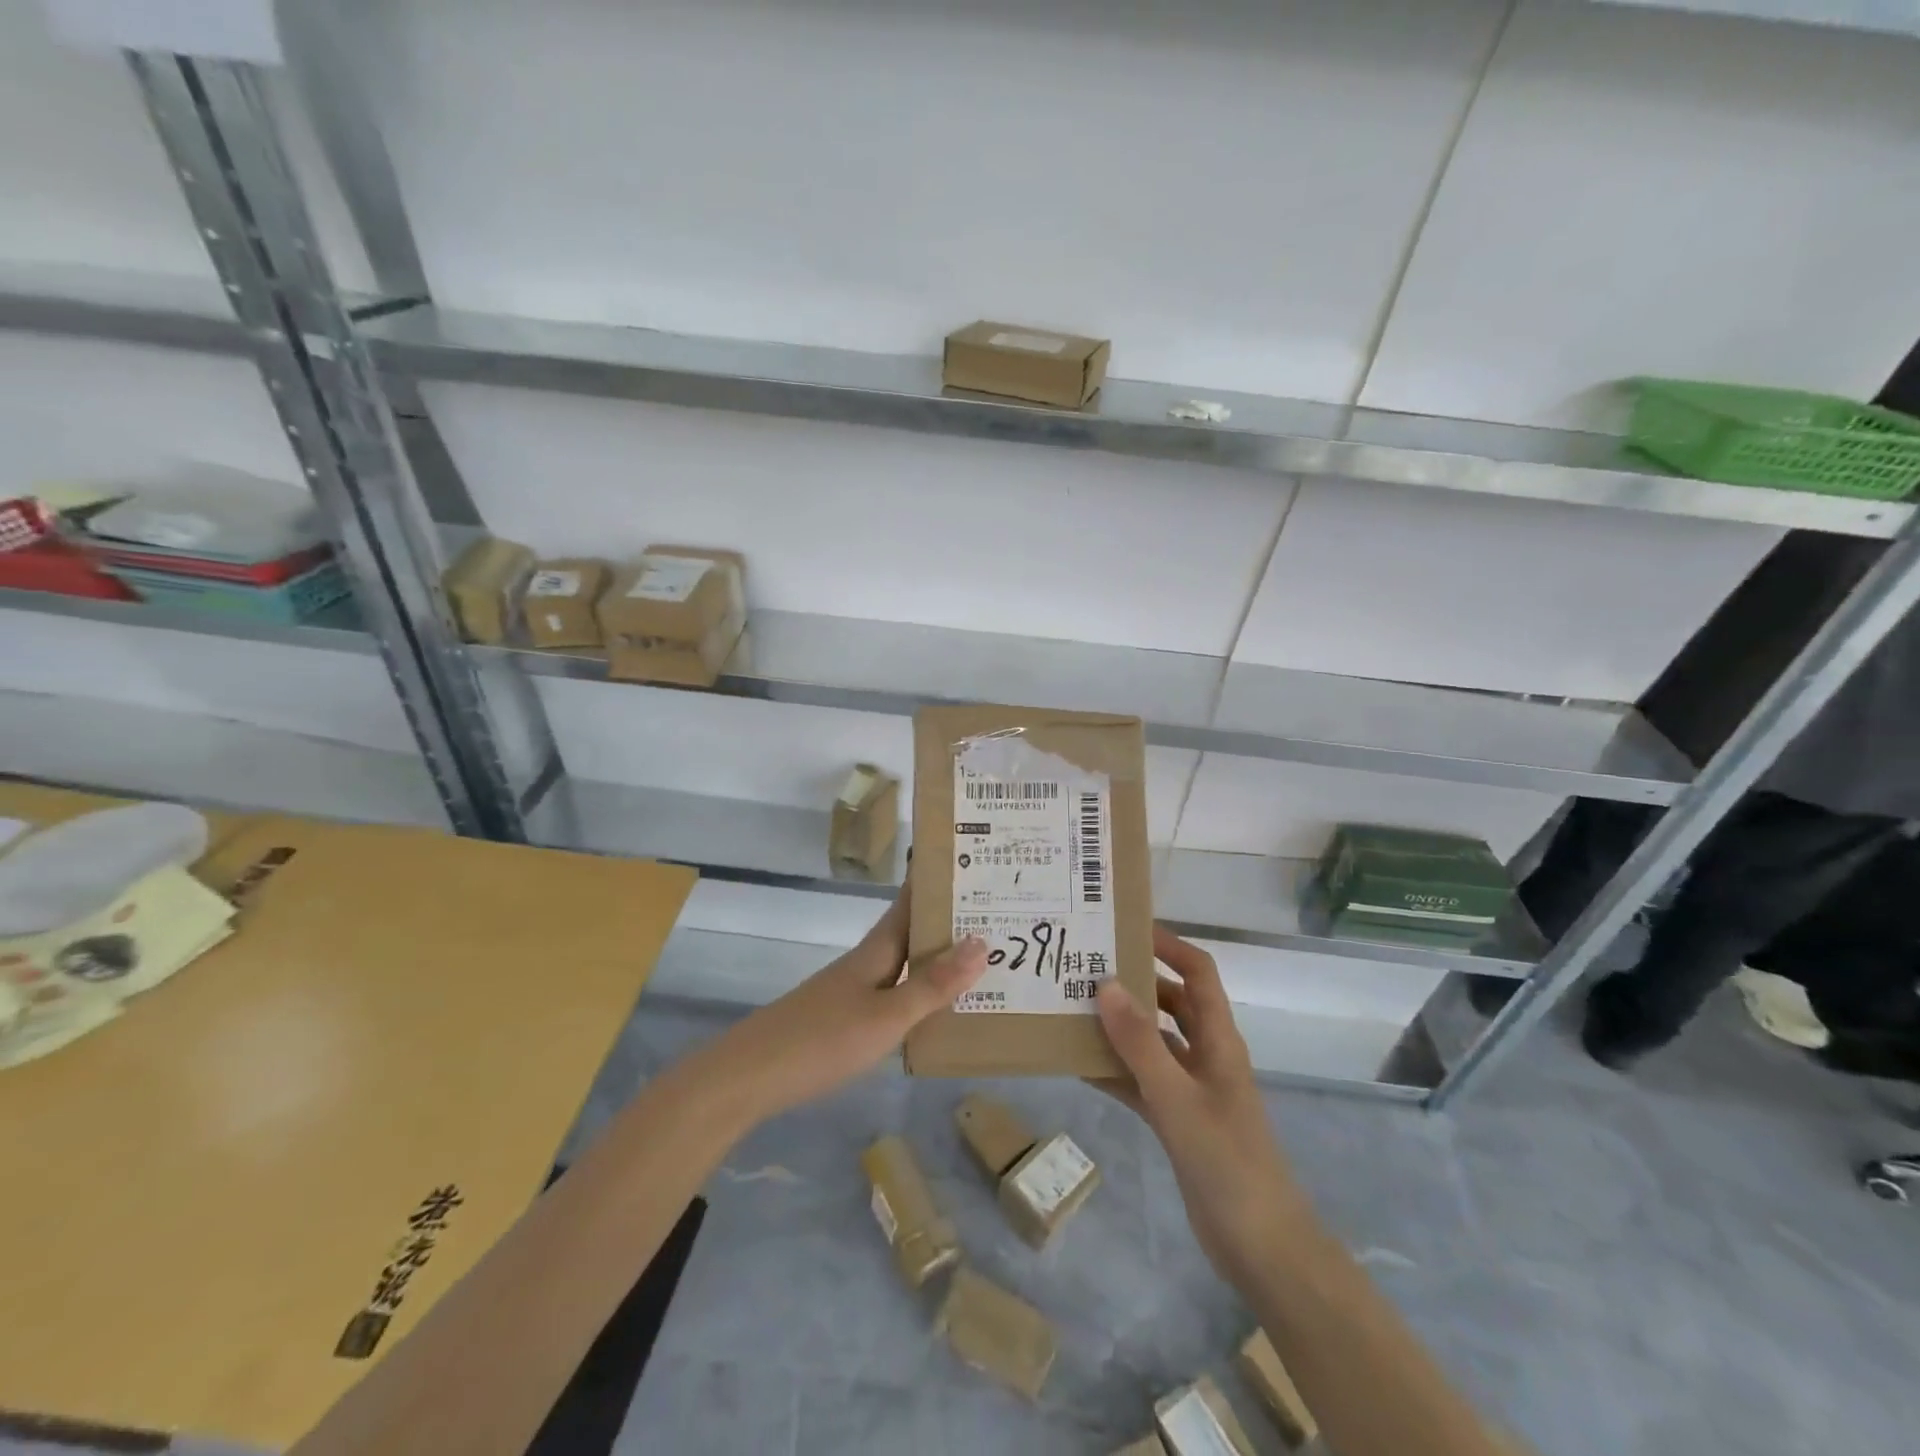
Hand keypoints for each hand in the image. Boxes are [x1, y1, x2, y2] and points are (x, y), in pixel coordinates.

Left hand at [693, 891, 986, 1130]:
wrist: (748, 1078)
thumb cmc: (821, 1040)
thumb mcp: (886, 1016)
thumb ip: (932, 984)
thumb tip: (981, 942)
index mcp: (875, 951)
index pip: (909, 903)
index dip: (935, 882)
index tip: (972, 863)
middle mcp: (865, 964)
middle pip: (910, 933)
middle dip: (947, 923)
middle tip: (997, 916)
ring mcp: (850, 992)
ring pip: (903, 965)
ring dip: (936, 960)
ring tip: (981, 962)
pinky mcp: (842, 1021)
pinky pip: (893, 995)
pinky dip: (919, 993)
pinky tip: (935, 1013)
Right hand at [1095, 926, 1304, 1282]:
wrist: (1261, 1248)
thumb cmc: (1227, 1162)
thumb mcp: (1177, 1098)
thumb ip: (1141, 1043)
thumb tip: (1106, 983)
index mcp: (1219, 1039)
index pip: (1197, 972)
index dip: (1168, 944)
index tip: (1125, 928)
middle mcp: (1206, 1054)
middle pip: (1170, 1002)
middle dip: (1134, 982)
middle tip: (1085, 967)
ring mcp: (1191, 1089)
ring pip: (1152, 1041)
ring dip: (1119, 1026)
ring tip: (1072, 1007)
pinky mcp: (1178, 1120)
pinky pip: (1141, 1081)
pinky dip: (1114, 1070)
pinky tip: (1078, 1063)